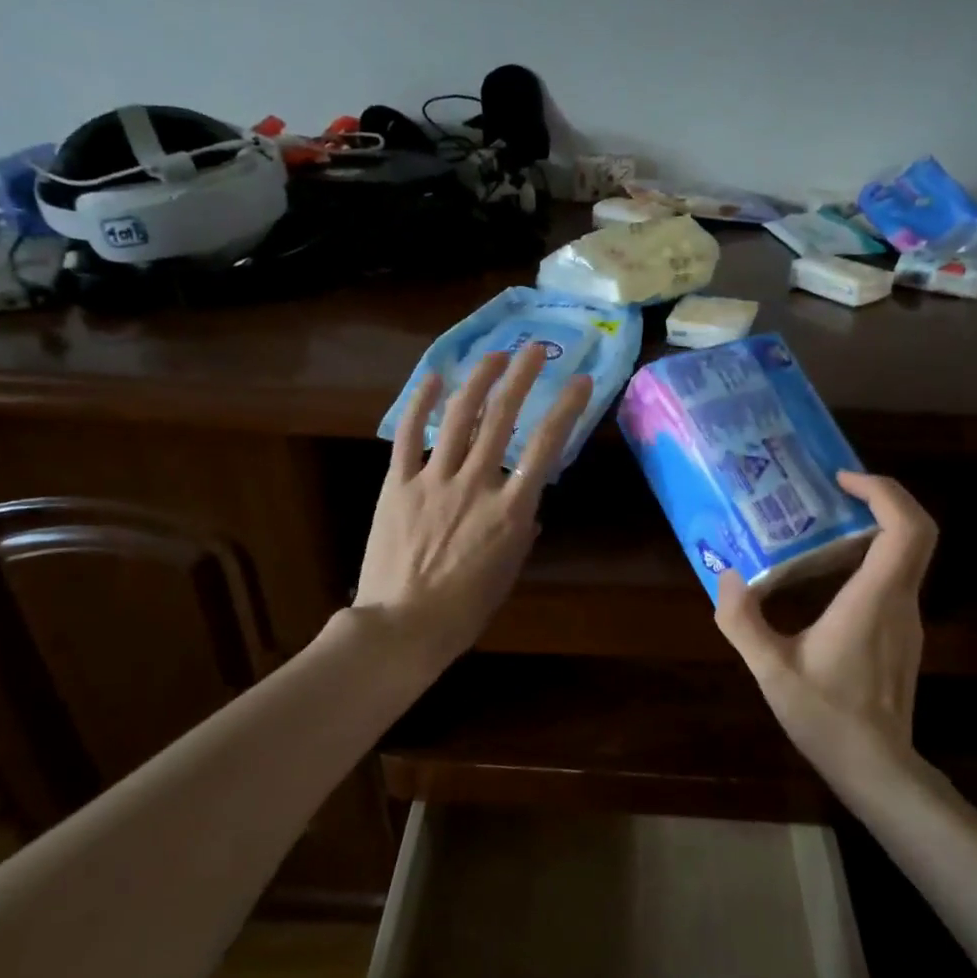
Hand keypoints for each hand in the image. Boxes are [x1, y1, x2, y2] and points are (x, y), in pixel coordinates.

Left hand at [354, 342, 591, 672]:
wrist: (402, 626)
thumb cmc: (465, 609)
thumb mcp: (508, 572)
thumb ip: (521, 532)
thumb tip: (528, 507)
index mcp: (510, 510)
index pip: (546, 446)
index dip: (567, 408)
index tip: (579, 382)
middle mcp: (475, 483)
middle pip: (503, 418)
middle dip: (521, 377)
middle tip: (534, 350)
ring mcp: (433, 479)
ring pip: (458, 417)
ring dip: (478, 380)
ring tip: (493, 355)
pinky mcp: (397, 484)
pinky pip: (408, 436)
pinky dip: (419, 404)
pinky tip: (432, 378)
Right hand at [715, 472, 938, 786]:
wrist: (876, 768)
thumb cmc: (827, 717)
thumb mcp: (771, 670)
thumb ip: (742, 622)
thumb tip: (725, 577)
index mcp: (874, 599)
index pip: (906, 528)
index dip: (883, 491)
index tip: (843, 479)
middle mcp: (900, 600)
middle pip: (916, 532)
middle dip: (880, 498)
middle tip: (832, 491)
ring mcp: (907, 618)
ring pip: (908, 554)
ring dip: (873, 527)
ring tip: (820, 524)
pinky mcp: (902, 633)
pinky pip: (895, 576)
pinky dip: (870, 556)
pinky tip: (826, 573)